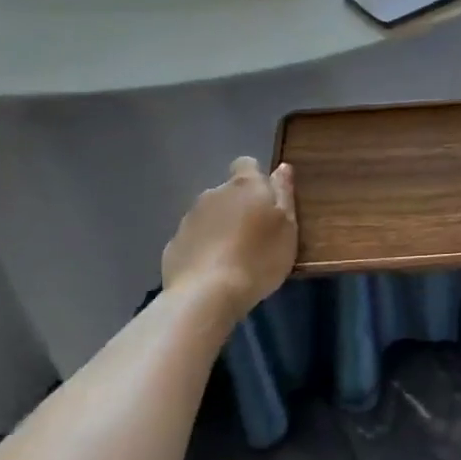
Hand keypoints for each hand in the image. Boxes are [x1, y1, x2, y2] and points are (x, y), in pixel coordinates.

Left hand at [161, 158, 297, 326]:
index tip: (266, 201)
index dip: (256, 178)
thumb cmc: (258, 258)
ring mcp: (189, 219)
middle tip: (254, 236)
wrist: (206, 295)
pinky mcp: (173, 245)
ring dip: (220, 228)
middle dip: (239, 207)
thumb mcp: (287, 227)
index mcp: (245, 186)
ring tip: (233, 259)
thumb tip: (282, 167)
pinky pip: (193, 240)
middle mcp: (213, 194)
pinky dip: (202, 249)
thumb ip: (284, 194)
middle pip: (228, 193)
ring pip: (209, 216)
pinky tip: (212, 272)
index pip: (247, 164)